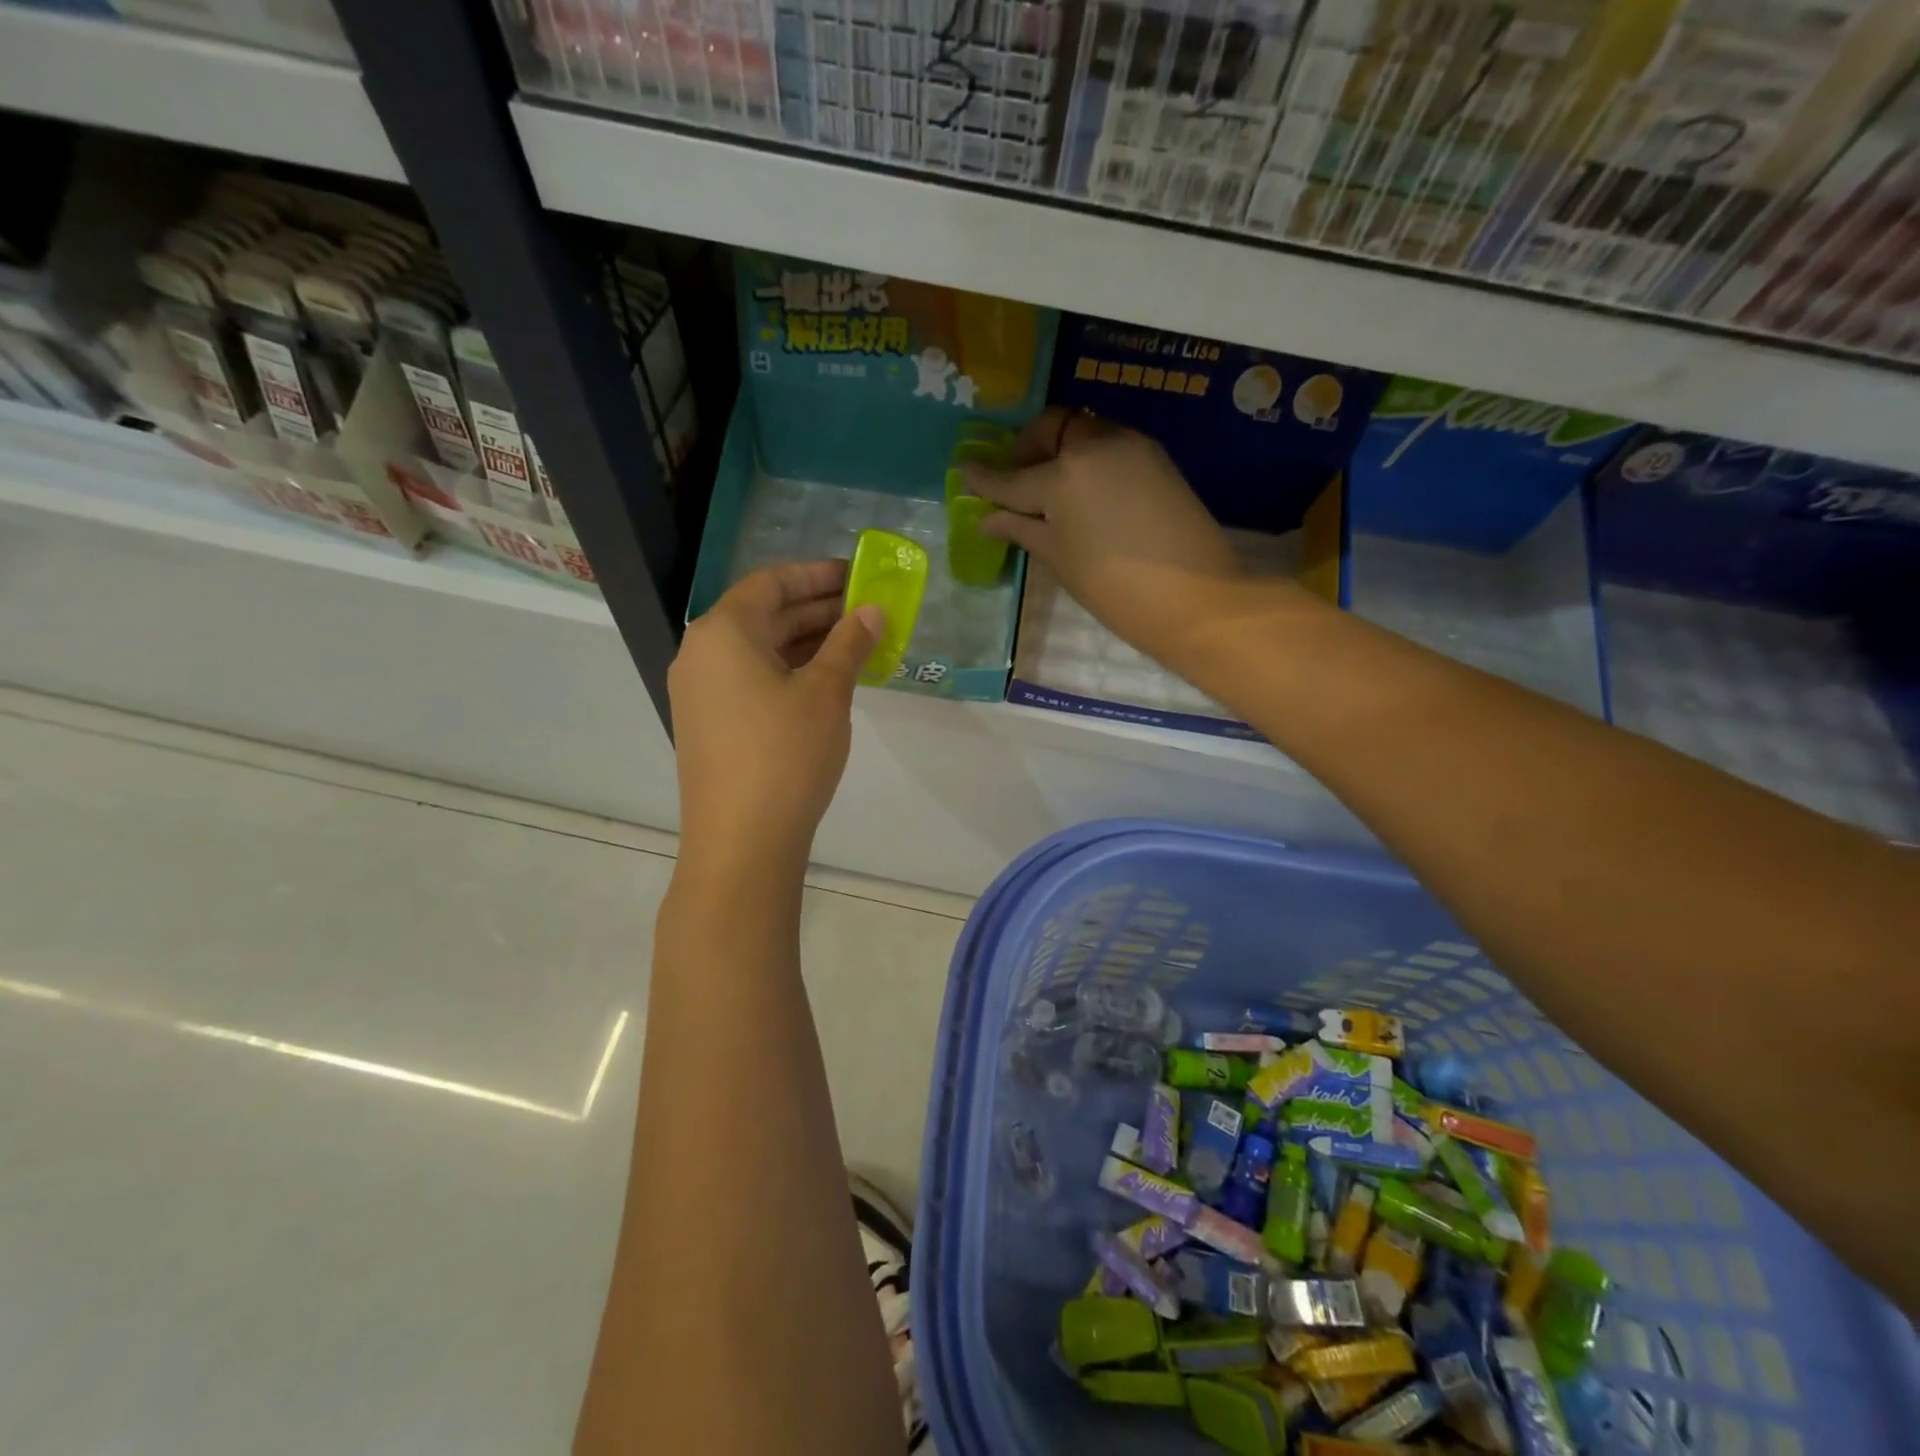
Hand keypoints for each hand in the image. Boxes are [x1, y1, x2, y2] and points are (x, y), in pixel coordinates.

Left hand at [669, 561, 880, 871]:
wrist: (741, 841)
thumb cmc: (785, 755)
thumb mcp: (827, 693)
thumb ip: (850, 643)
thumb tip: (872, 611)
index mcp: (723, 632)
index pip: (771, 583)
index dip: (817, 575)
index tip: (857, 575)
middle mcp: (702, 653)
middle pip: (763, 614)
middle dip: (816, 608)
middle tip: (866, 609)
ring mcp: (701, 692)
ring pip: (759, 649)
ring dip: (805, 641)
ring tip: (856, 642)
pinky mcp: (710, 724)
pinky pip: (751, 679)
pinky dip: (789, 670)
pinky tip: (826, 679)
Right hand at [963, 407, 1244, 664]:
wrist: (1195, 597)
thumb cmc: (1114, 588)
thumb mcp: (1059, 558)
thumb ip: (1021, 528)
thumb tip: (987, 518)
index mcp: (1062, 475)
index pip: (1012, 476)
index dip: (985, 477)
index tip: (965, 469)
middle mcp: (1094, 445)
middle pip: (1051, 430)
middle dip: (1027, 448)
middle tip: (1018, 481)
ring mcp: (1130, 445)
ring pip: (1083, 432)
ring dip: (1060, 451)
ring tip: (1053, 491)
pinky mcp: (1156, 457)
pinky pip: (1109, 446)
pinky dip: (1088, 459)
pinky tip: (1086, 493)